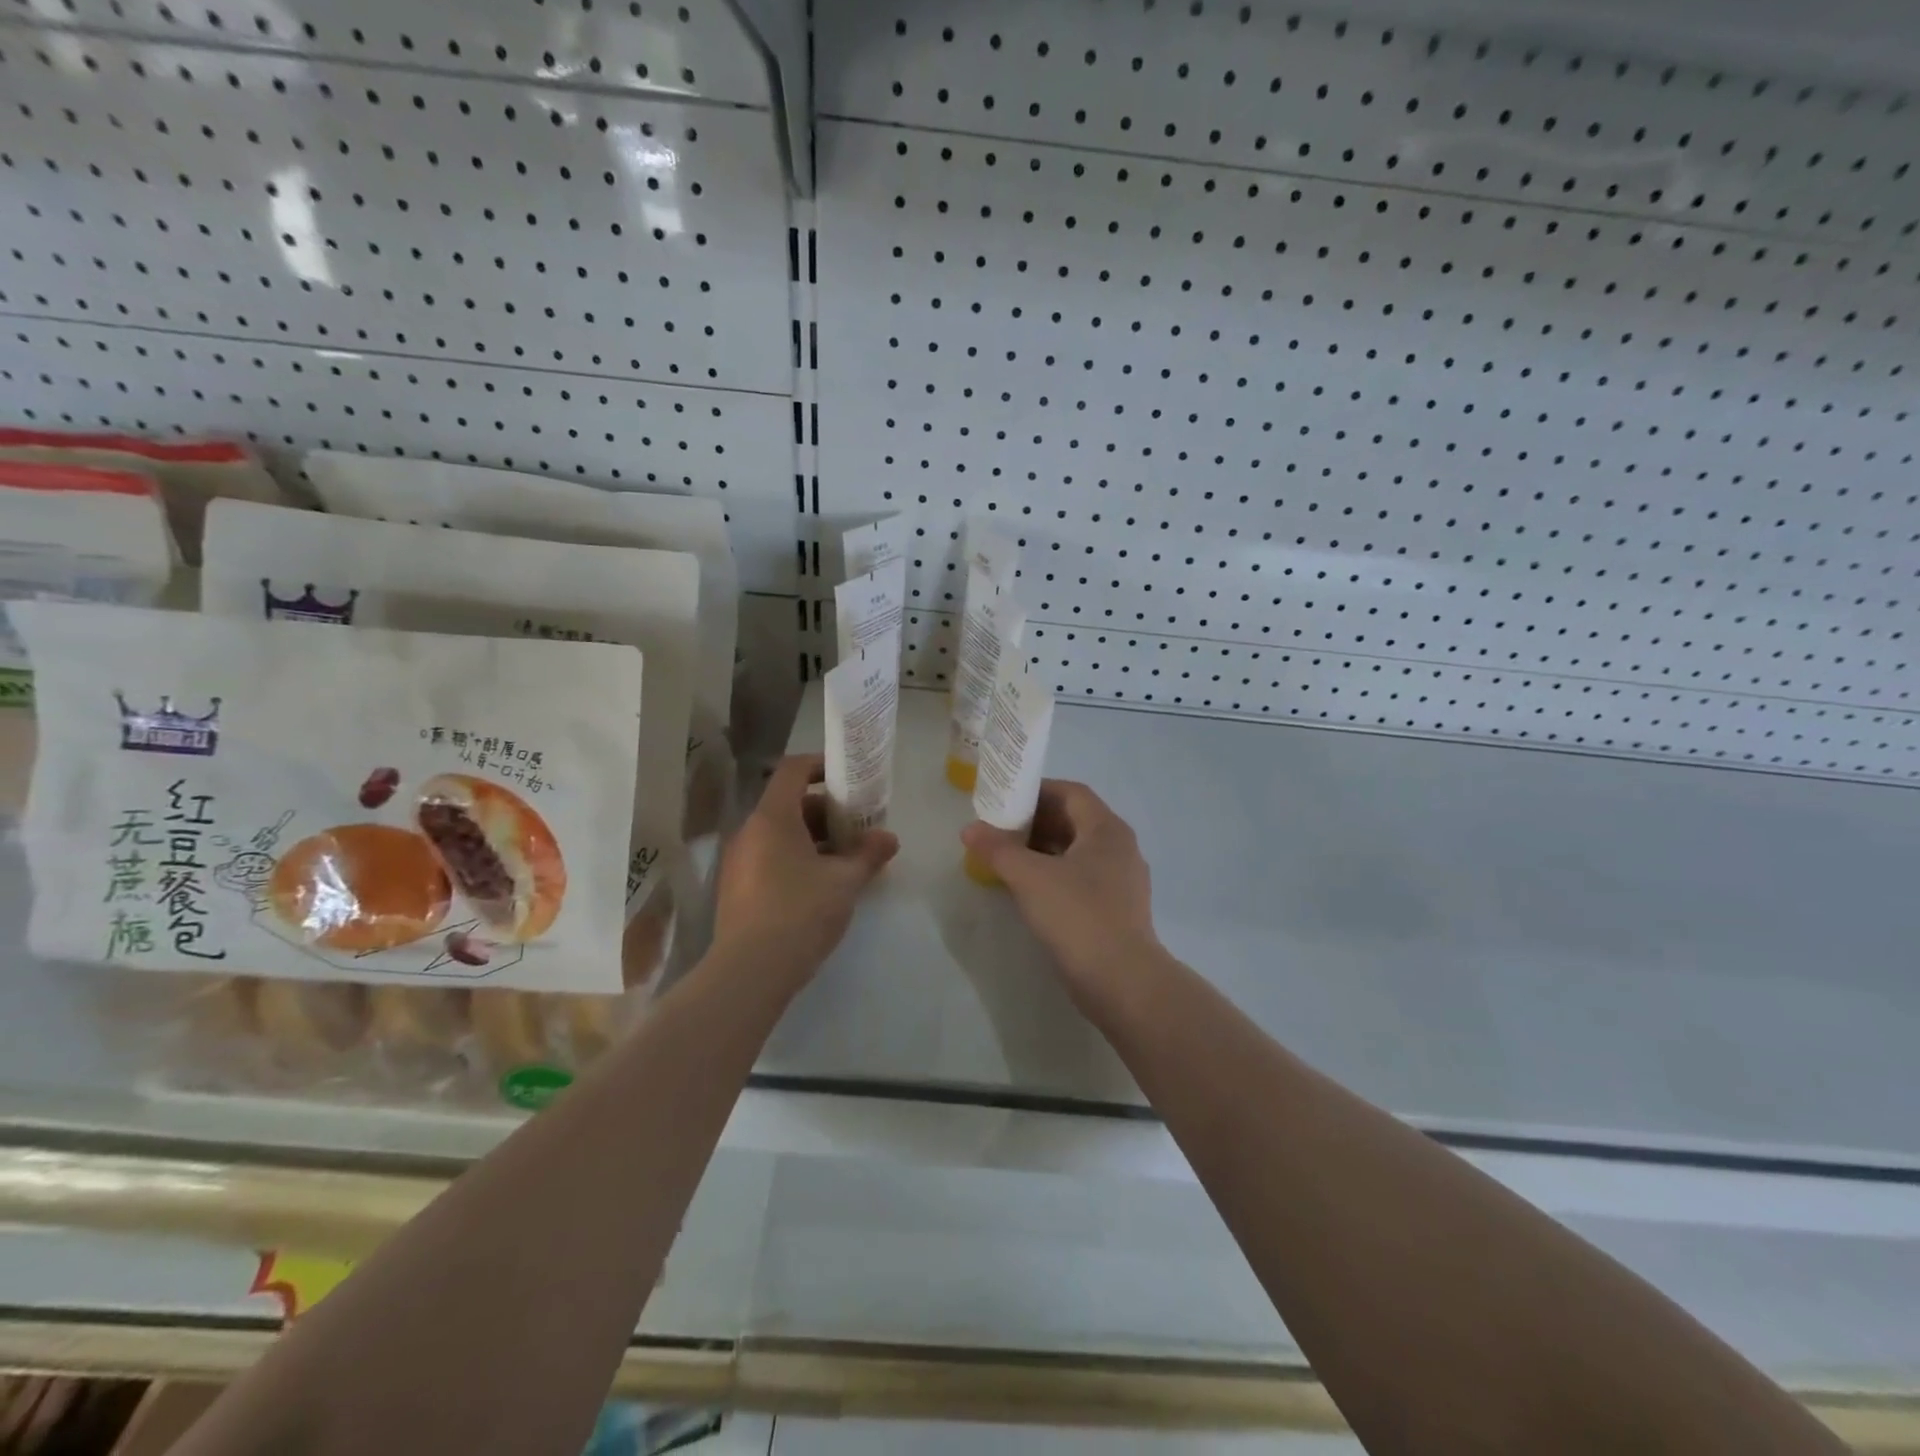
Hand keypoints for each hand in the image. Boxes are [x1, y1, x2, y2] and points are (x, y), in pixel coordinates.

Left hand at [713, 754, 898, 981]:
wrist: (749, 972)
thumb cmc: (800, 912)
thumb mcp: (844, 882)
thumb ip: (868, 854)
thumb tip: (889, 838)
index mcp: (772, 818)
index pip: (793, 770)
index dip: (821, 765)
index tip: (850, 778)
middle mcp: (750, 832)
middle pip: (790, 804)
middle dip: (827, 810)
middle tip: (859, 825)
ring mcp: (739, 862)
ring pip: (781, 834)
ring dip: (815, 837)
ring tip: (848, 857)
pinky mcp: (738, 889)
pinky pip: (771, 857)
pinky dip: (798, 858)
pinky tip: (824, 884)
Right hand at [960, 780, 1160, 1002]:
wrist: (1121, 981)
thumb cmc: (1077, 915)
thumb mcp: (1029, 877)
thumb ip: (997, 849)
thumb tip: (970, 829)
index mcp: (1107, 829)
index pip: (1071, 793)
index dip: (1037, 791)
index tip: (1005, 800)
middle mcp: (1120, 848)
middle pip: (1075, 821)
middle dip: (1036, 822)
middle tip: (1001, 829)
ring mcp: (1122, 881)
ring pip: (1078, 852)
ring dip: (1044, 850)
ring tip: (1008, 858)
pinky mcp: (1118, 909)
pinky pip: (1083, 879)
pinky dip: (1055, 875)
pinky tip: (1030, 890)